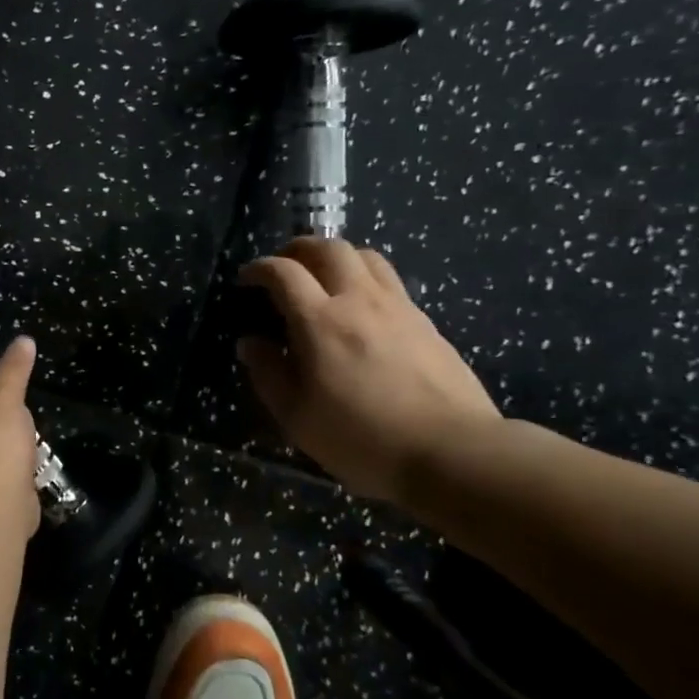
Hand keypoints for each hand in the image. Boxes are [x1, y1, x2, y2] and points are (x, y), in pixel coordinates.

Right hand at [236, 238, 500, 502]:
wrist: (451, 450)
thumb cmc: (362, 438)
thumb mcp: (297, 417)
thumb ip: (268, 374)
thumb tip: (250, 342)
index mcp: (320, 322)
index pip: (283, 273)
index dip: (259, 268)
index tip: (247, 278)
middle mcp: (358, 300)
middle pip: (328, 248)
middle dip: (299, 248)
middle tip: (285, 266)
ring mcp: (398, 307)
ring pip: (365, 256)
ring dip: (337, 256)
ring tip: (325, 278)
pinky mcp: (426, 321)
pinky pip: (390, 280)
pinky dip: (366, 278)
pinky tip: (362, 308)